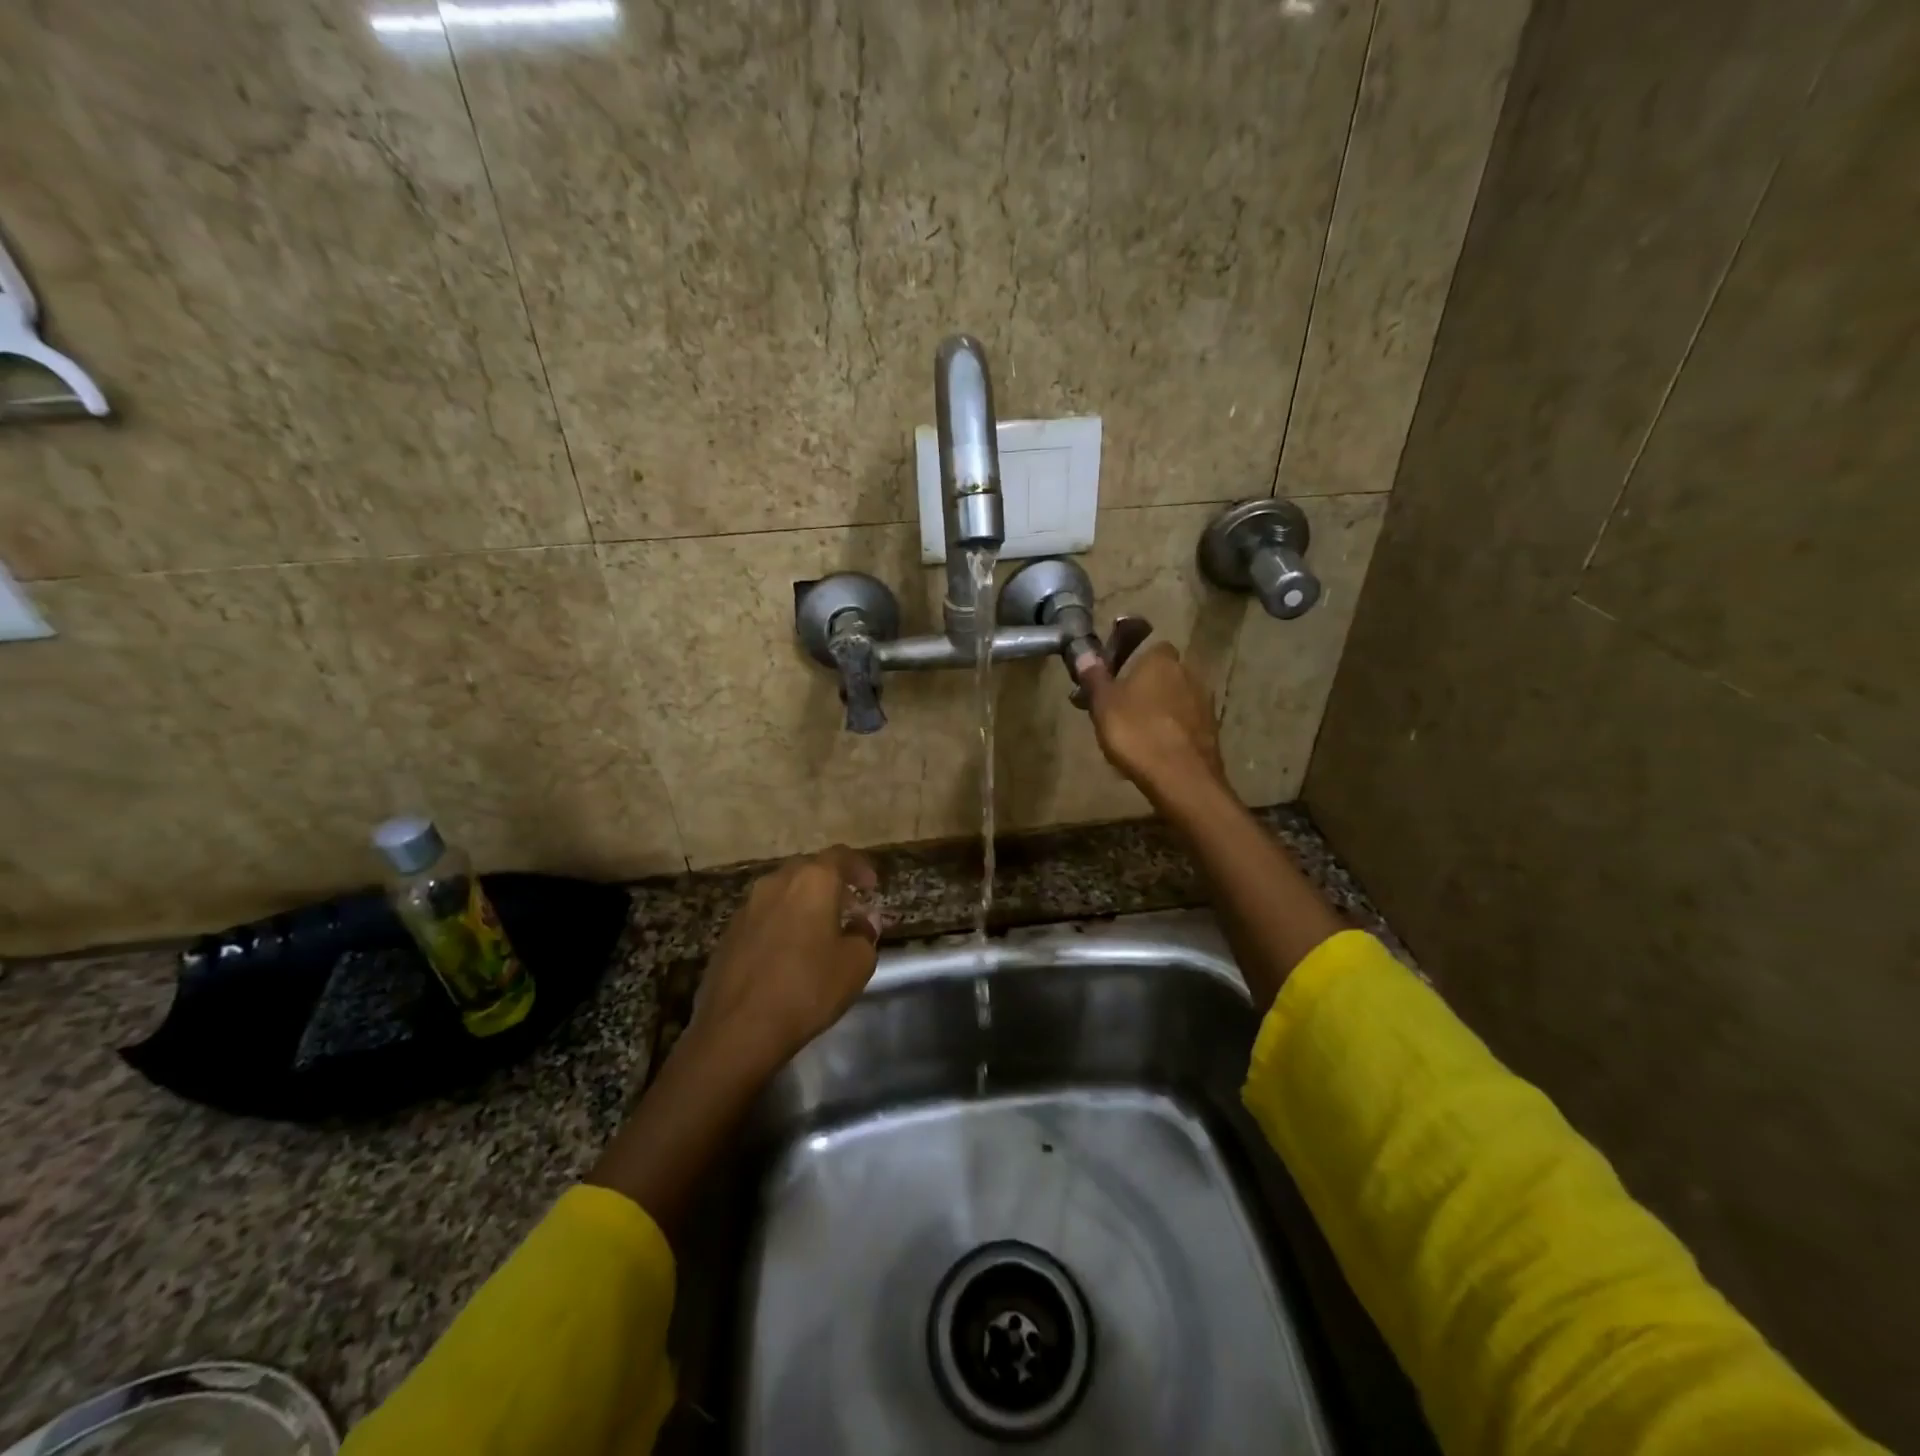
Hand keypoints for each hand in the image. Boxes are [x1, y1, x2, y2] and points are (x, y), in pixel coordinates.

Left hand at [685, 845, 881, 1077]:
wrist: (738, 1028)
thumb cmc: (807, 988)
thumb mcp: (855, 964)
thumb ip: (865, 935)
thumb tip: (863, 922)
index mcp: (812, 881)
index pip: (840, 856)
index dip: (860, 867)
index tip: (872, 886)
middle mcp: (777, 882)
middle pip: (809, 869)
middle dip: (832, 884)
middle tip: (850, 908)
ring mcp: (748, 906)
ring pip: (784, 891)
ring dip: (805, 903)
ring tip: (821, 931)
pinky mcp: (729, 932)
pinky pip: (764, 915)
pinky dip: (783, 921)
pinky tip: (790, 951)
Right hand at [1077, 641, 1227, 801]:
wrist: (1181, 777)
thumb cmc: (1136, 732)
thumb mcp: (1103, 705)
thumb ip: (1094, 677)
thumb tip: (1084, 653)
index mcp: (1161, 660)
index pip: (1151, 648)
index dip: (1134, 662)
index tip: (1117, 681)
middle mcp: (1188, 673)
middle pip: (1164, 675)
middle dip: (1147, 689)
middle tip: (1123, 712)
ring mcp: (1204, 703)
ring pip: (1175, 701)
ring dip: (1160, 712)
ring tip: (1137, 736)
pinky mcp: (1212, 731)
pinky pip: (1185, 725)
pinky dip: (1172, 732)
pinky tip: (1156, 752)